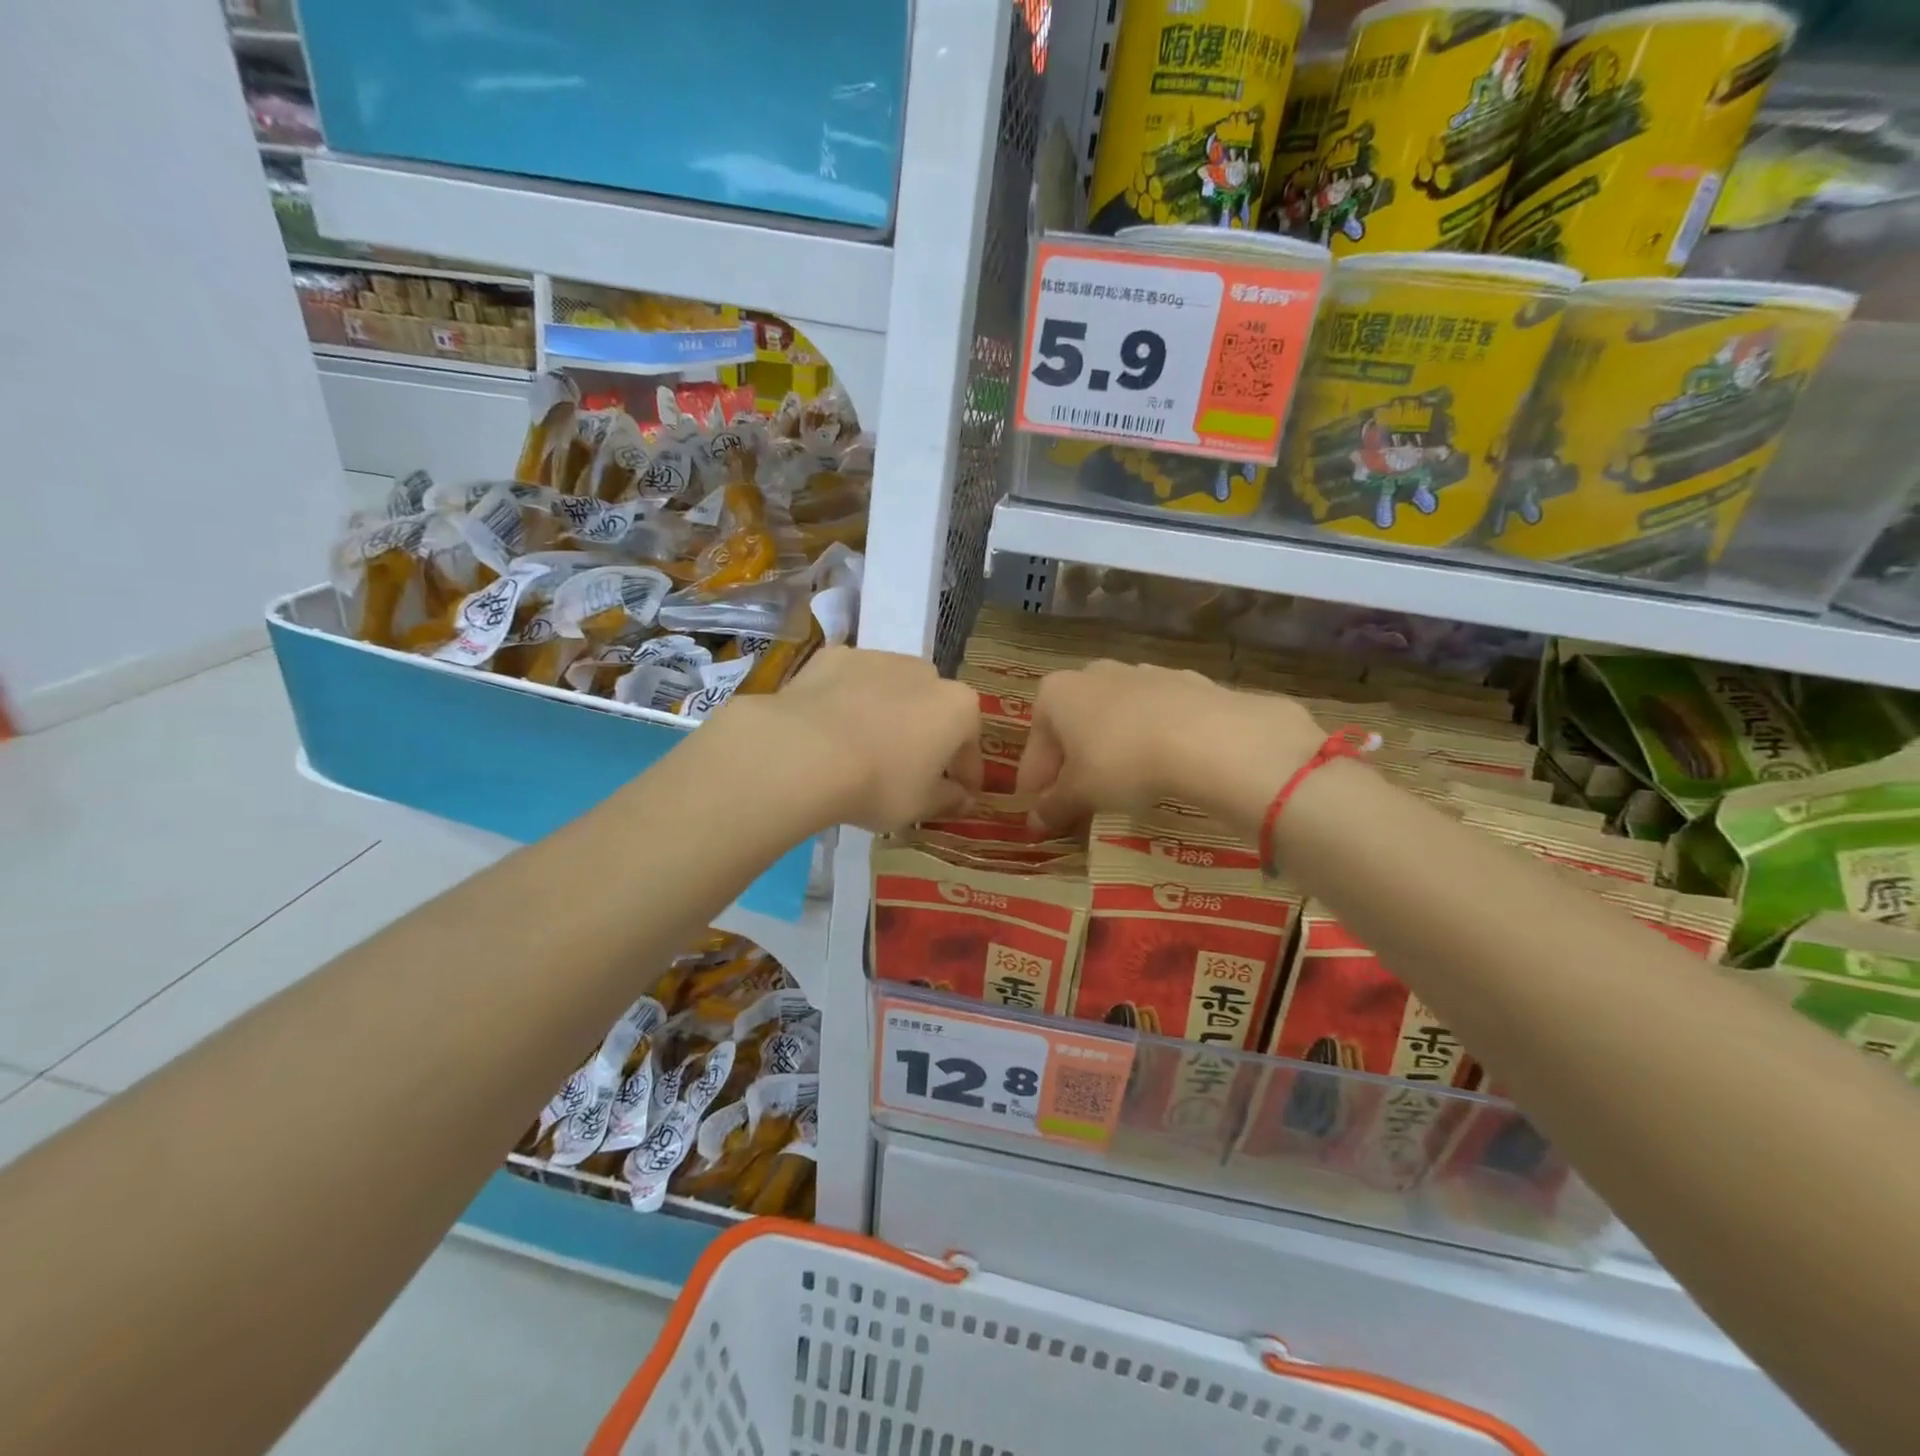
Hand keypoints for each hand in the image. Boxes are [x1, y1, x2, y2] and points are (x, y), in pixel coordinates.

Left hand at [737, 646, 981, 833]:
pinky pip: (851, 683)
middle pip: (933, 709)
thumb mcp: (921, 805)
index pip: (971, 746)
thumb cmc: (879, 783)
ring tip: (864, 748)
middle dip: (926, 736)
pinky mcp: (834, 657)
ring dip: (888, 714)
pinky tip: (831, 729)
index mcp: (957, 707)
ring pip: (892, 690)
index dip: (965, 775)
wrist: (804, 752)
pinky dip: (848, 701)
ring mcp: (878, 658)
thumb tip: (962, 798)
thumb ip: (948, 799)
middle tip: (908, 771)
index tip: (956, 796)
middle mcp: (925, 672)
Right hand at [1014, 660, 1322, 833]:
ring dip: (1111, 751)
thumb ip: (1053, 807)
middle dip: (1072, 764)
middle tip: (1079, 802)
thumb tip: (1035, 823)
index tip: (1042, 814)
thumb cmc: (1122, 761)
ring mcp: (1140, 673)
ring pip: (1113, 720)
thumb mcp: (1081, 793)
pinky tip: (1161, 767)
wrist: (1206, 735)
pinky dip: (1149, 741)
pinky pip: (1154, 718)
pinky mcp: (1183, 682)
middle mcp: (1092, 674)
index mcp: (1056, 693)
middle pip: (1073, 728)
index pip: (1035, 747)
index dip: (1036, 785)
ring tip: (1123, 789)